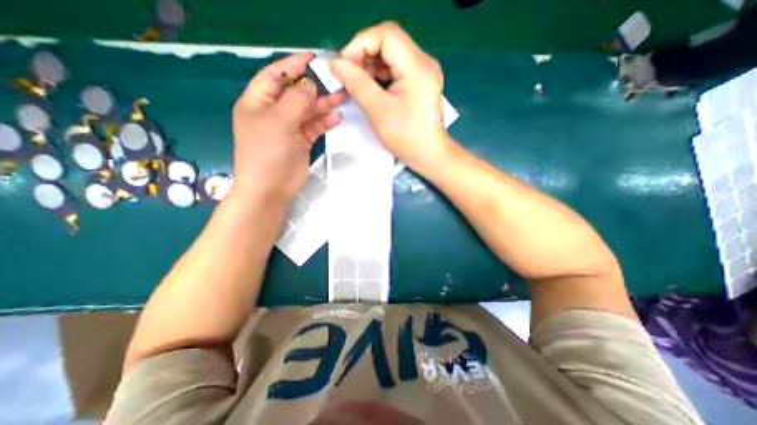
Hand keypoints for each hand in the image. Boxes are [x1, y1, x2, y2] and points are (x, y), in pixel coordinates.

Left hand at [233, 51, 345, 202]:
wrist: (271, 187)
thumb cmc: (267, 151)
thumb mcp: (279, 120)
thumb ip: (296, 99)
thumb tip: (311, 86)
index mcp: (258, 102)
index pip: (275, 76)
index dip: (292, 65)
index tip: (313, 58)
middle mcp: (273, 113)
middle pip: (295, 93)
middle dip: (314, 87)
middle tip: (335, 81)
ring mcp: (288, 128)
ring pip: (307, 111)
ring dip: (323, 105)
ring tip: (341, 98)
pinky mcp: (301, 142)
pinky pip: (314, 127)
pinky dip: (324, 122)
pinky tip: (335, 118)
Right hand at [330, 21, 447, 172]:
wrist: (428, 154)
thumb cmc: (405, 136)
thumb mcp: (378, 110)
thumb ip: (356, 83)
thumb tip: (335, 64)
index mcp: (417, 66)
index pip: (385, 35)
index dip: (360, 44)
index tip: (343, 65)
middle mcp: (423, 62)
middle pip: (388, 42)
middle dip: (364, 55)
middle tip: (347, 75)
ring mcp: (423, 72)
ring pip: (391, 55)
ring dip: (370, 65)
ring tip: (356, 82)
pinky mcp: (420, 83)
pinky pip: (396, 69)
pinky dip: (380, 74)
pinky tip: (370, 86)